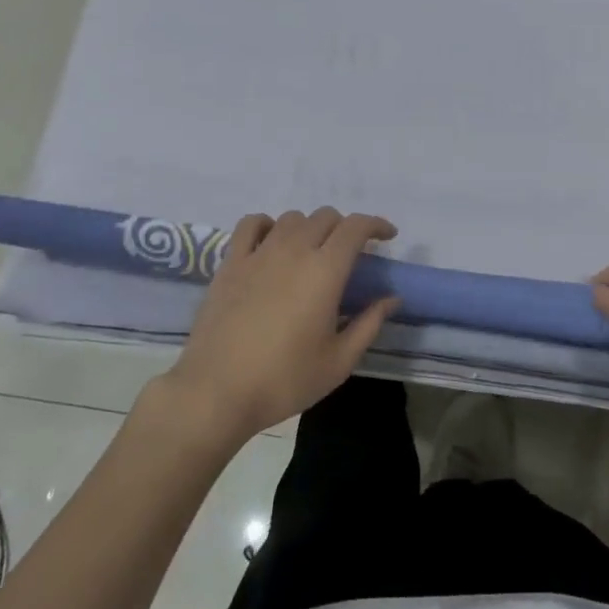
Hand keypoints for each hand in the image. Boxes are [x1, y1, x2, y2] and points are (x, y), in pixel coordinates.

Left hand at [162, 208, 398, 444]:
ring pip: (292, 218)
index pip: (355, 227)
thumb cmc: (285, 380)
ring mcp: (259, 253)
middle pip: (325, 217)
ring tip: (312, 252)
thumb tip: (391, 298)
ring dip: (310, 227)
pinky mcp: (231, 262)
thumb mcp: (339, 361)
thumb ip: (369, 323)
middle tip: (350, 254)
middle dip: (345, 228)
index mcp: (325, 270)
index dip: (376, 224)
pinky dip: (268, 225)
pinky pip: (251, 225)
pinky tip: (271, 242)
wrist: (217, 392)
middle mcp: (294, 250)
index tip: (387, 236)